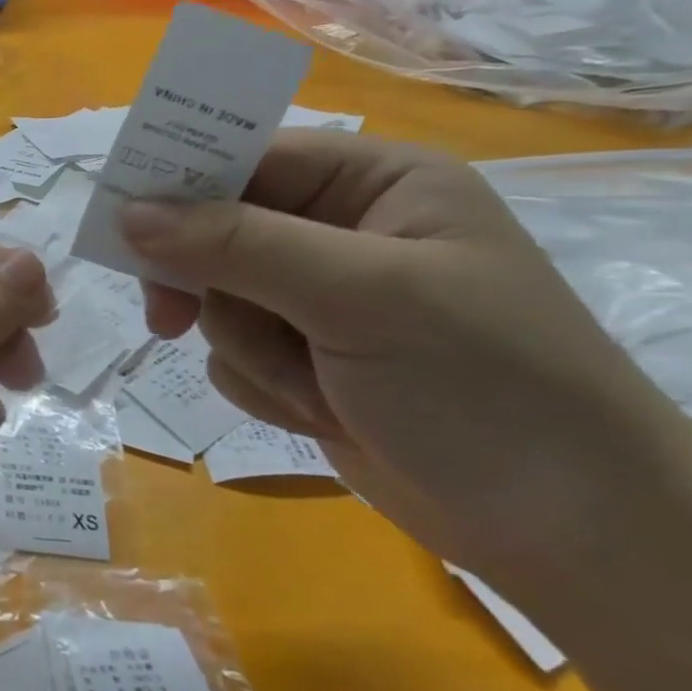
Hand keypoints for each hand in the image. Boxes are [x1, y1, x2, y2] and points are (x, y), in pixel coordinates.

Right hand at [120, 131, 691, 579]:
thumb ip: (240, 245)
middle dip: (209, 284)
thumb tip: (130, 214)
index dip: (181, 183)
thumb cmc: (485, 384)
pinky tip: (316, 410)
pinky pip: (232, 351)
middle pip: (218, 231)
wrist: (569, 533)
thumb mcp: (362, 297)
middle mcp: (343, 232)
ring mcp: (321, 300)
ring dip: (249, 347)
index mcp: (376, 183)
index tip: (122, 222)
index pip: (249, 157)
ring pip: (218, 299)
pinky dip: (261, 383)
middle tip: (170, 318)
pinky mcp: (306, 358)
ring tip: (314, 385)